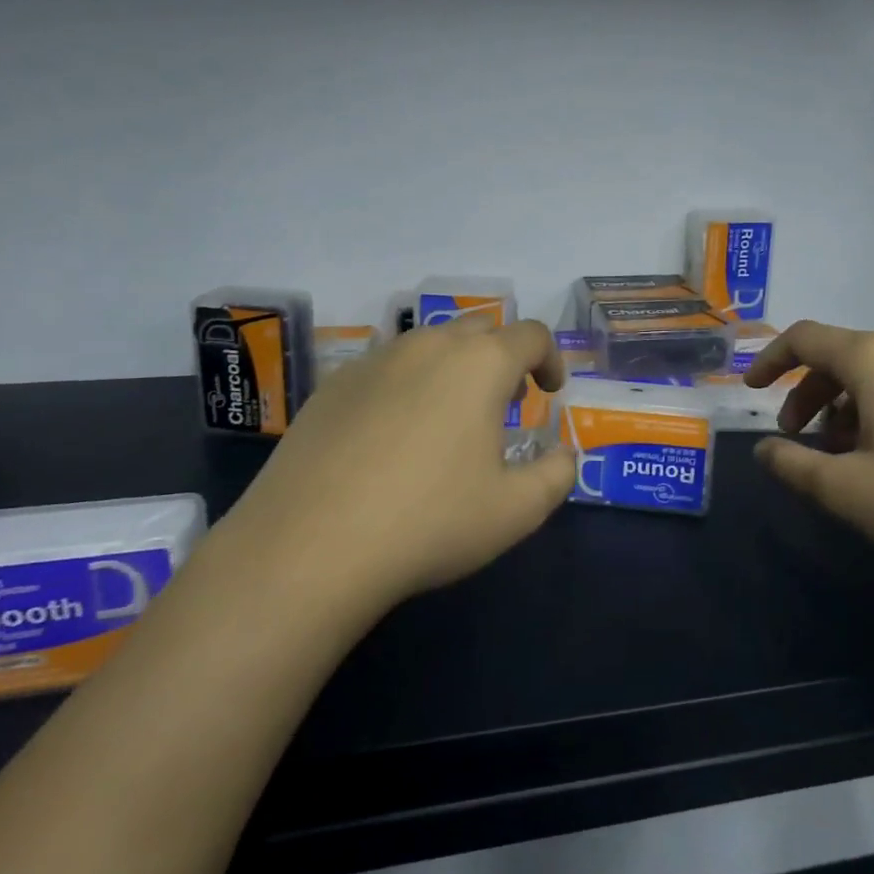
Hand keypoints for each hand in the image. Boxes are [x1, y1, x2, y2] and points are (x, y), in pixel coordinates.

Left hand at [226, 318, 574, 610]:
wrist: (309, 546)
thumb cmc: (429, 521)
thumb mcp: (516, 511)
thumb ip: (556, 475)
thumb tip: (564, 455)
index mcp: (480, 364)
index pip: (531, 335)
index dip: (551, 358)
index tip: (550, 391)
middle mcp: (429, 346)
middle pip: (480, 328)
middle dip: (504, 356)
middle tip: (506, 401)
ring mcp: (375, 360)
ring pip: (429, 344)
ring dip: (454, 367)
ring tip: (450, 417)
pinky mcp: (333, 385)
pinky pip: (386, 368)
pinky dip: (407, 385)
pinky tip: (393, 437)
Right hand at [745, 321, 873, 577]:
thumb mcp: (850, 491)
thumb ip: (795, 466)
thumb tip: (765, 451)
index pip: (805, 337)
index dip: (770, 359)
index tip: (752, 388)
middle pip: (842, 357)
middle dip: (809, 394)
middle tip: (798, 437)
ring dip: (849, 407)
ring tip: (848, 456)